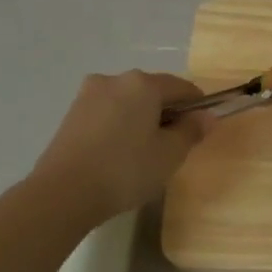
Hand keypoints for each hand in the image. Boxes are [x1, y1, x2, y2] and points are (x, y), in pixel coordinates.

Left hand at [31, 71, 212, 220]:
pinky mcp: (72, 114)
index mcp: (142, 84)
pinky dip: (121, 127)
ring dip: (143, 120)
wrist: (64, 192)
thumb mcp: (170, 154)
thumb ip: (192, 131)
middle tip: (174, 148)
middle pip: (153, 91)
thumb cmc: (126, 170)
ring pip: (128, 103)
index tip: (201, 132)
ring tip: (144, 154)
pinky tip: (120, 155)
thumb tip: (207, 116)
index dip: (198, 107)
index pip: (183, 87)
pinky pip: (108, 114)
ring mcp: (88, 95)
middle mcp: (114, 79)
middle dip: (168, 113)